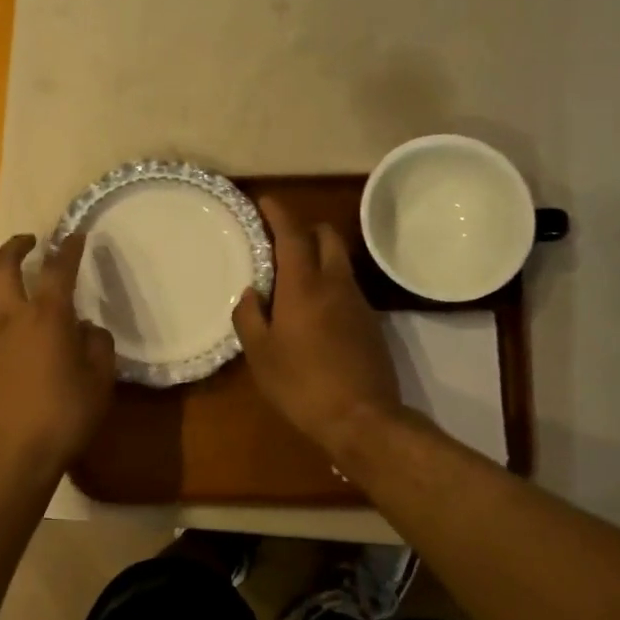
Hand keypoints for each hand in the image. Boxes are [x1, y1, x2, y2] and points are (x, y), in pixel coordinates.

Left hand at [0, 233, 115, 485]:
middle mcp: (11, 315)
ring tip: (2, 265)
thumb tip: (85, 327)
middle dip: (17, 245)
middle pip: (4, 264)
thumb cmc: (64, 417)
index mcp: (47, 317)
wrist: (12, 455)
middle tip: (31, 241)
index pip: (58, 269)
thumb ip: (98, 345)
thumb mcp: (100, 381)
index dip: (69, 248)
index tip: (75, 236)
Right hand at [232, 199, 402, 460]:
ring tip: (292, 279)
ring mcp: (357, 302)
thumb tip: (251, 292)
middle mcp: (335, 283)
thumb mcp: (260, 354)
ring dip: (317, 256)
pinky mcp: (370, 322)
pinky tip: (313, 310)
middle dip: (304, 229)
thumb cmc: (302, 384)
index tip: (265, 201)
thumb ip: (249, 316)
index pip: (293, 234)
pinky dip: (329, 282)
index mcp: (304, 285)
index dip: (279, 213)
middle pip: (326, 236)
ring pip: (339, 261)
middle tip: (279, 243)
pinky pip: (346, 286)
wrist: (362, 418)